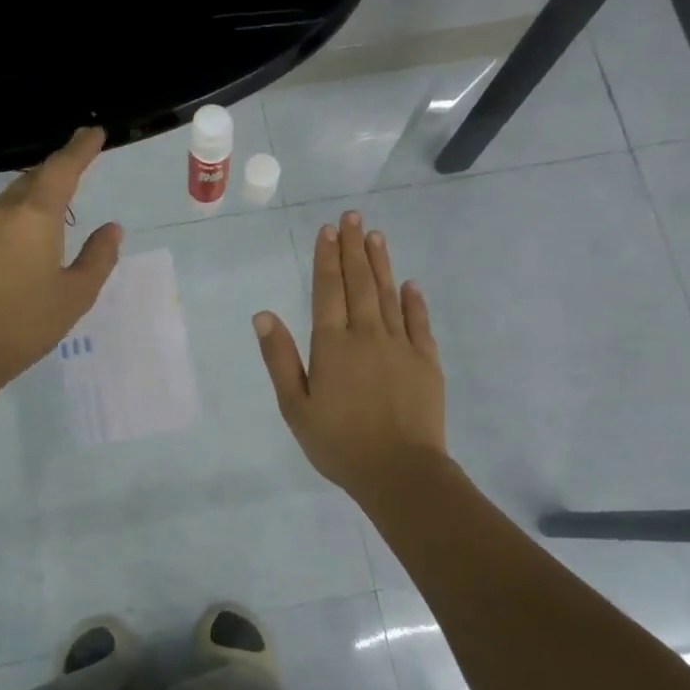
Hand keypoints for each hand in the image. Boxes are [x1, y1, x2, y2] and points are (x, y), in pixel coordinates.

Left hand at [0, 127, 122, 393]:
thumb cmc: (27, 323)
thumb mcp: (76, 294)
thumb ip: (98, 256)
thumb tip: (112, 229)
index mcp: (35, 216)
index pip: (62, 168)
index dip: (81, 148)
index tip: (95, 132)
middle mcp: (6, 210)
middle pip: (38, 175)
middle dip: (62, 165)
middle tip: (85, 158)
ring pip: (19, 191)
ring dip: (43, 184)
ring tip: (65, 190)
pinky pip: (6, 208)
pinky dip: (28, 203)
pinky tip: (38, 222)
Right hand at [253, 211, 447, 502]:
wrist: (400, 472)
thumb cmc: (339, 443)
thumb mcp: (295, 406)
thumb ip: (280, 358)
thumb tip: (263, 315)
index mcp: (332, 345)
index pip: (328, 290)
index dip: (326, 258)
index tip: (327, 230)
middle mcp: (367, 334)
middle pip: (359, 283)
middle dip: (353, 247)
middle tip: (352, 217)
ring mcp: (401, 345)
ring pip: (388, 294)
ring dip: (380, 263)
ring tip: (375, 235)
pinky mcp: (426, 361)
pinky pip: (419, 322)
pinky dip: (413, 300)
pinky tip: (409, 284)